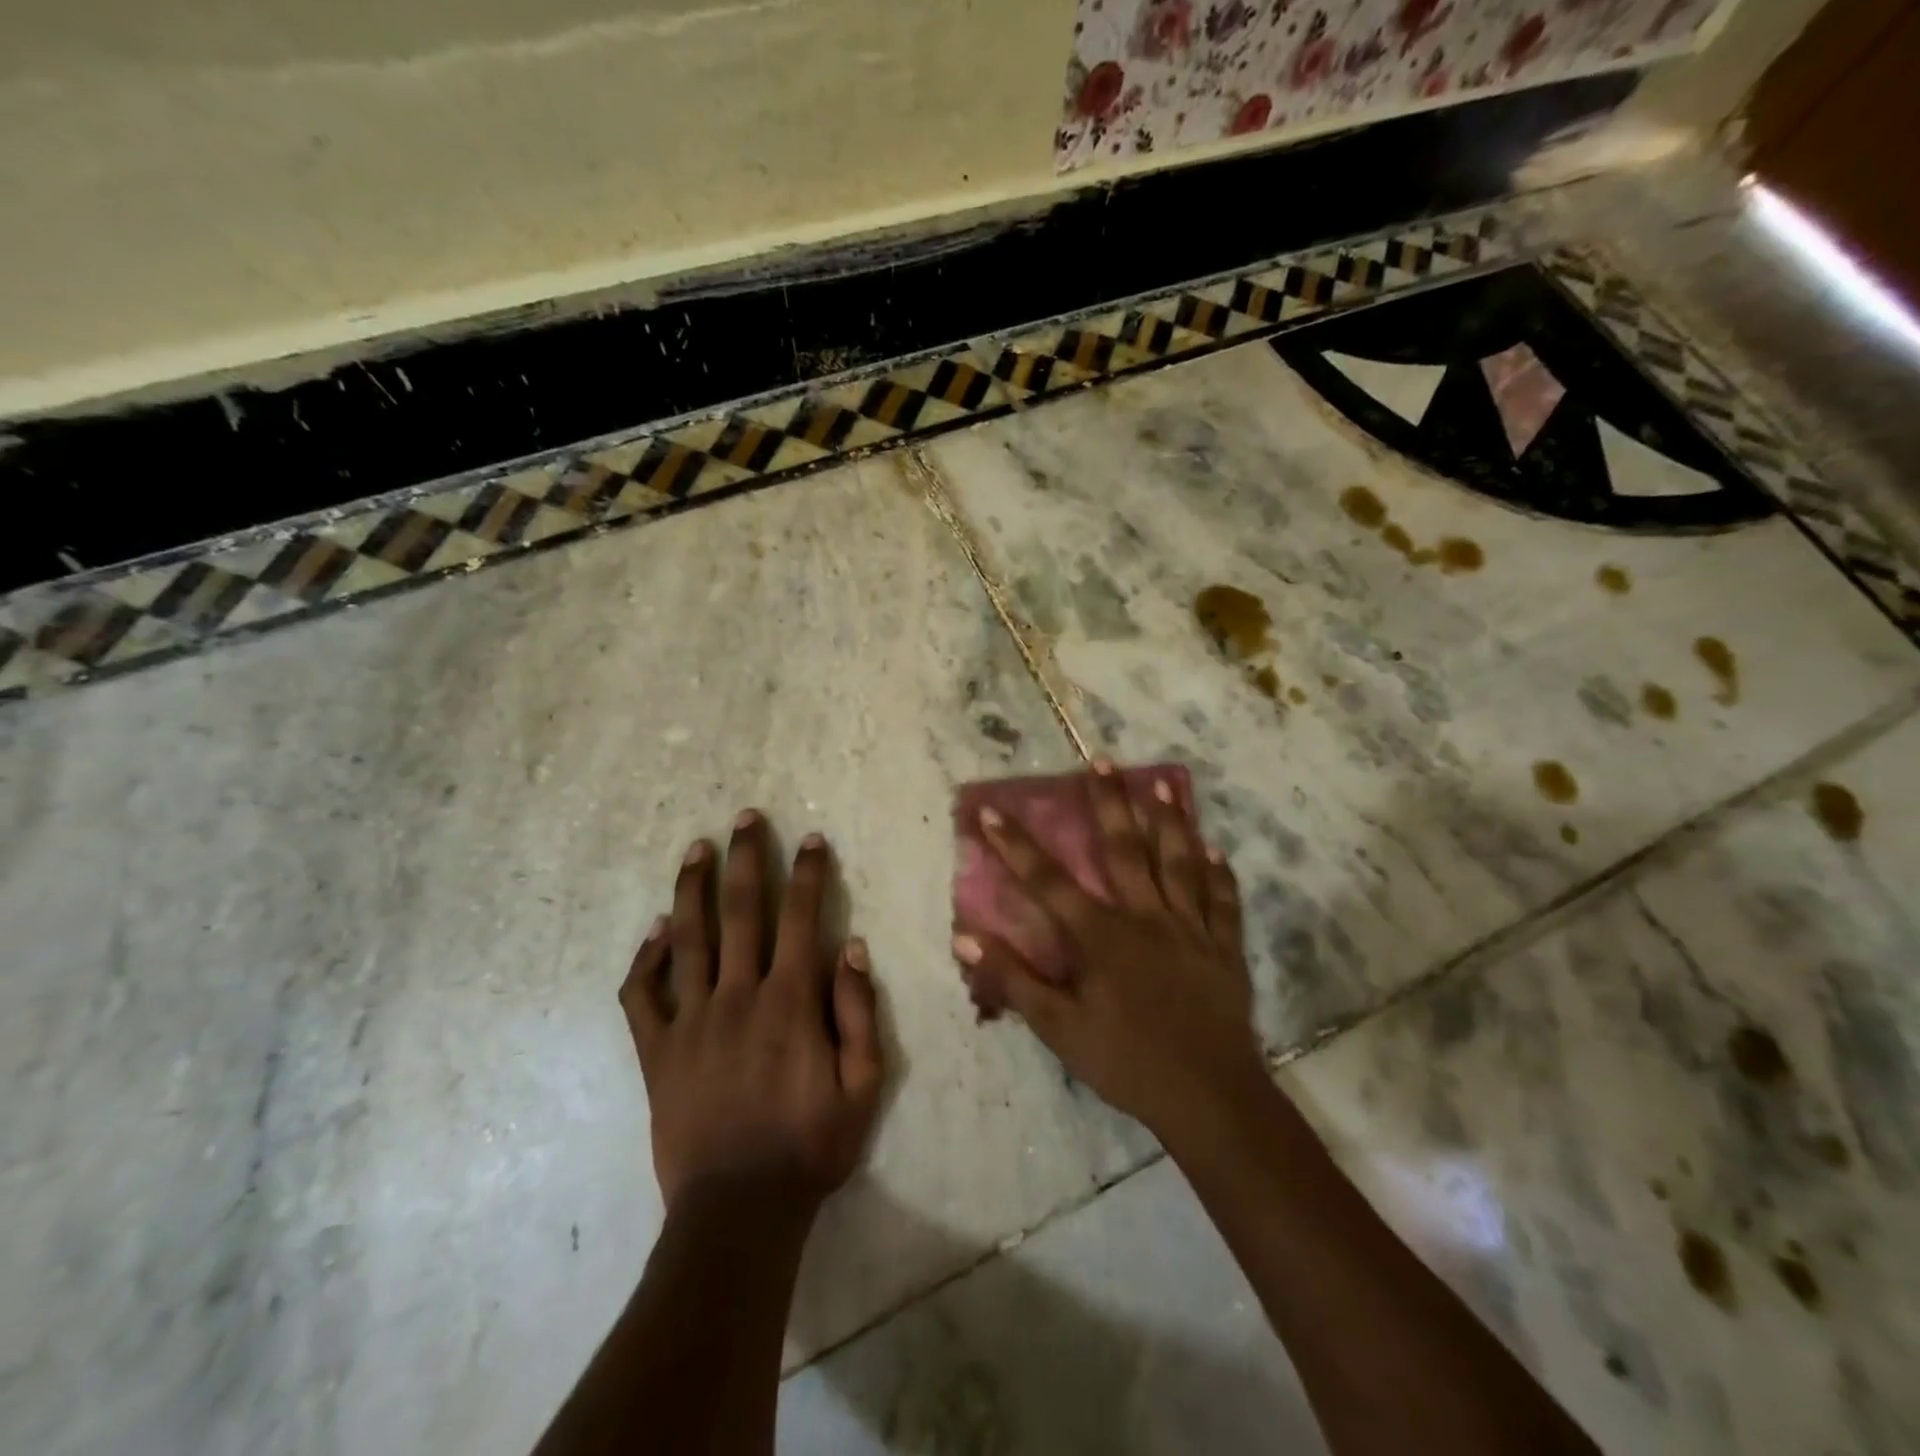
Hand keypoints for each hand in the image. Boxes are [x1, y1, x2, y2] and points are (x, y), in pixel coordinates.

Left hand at [619, 811, 883, 1213]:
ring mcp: (690, 1022)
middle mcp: (737, 996)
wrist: (738, 1213)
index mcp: (790, 1002)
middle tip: (746, 818)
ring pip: (688, 939)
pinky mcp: (657, 1052)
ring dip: (693, 888)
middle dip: (746, 859)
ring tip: (696, 847)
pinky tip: (656, 931)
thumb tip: (851, 947)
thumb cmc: (810, 1147)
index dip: (809, 874)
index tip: (812, 840)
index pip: (802, 918)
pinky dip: (646, 959)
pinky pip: (642, 996)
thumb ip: (859, 1012)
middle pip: (740, 912)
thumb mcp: (864, 1086)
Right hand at [953, 761, 1259, 1135]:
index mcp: (1101, 936)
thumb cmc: (1126, 1062)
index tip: (992, 811)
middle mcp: (1146, 917)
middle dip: (1108, 803)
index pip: (1048, 881)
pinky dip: (1219, 873)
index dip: (1015, 846)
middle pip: (1123, 849)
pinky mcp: (1223, 947)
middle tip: (1102, 760)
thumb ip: (1013, 980)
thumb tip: (964, 938)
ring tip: (1163, 784)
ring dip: (1169, 821)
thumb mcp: (1059, 1028)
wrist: (1208, 1097)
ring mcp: (1190, 928)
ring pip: (1178, 862)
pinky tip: (1215, 848)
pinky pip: (1222, 901)